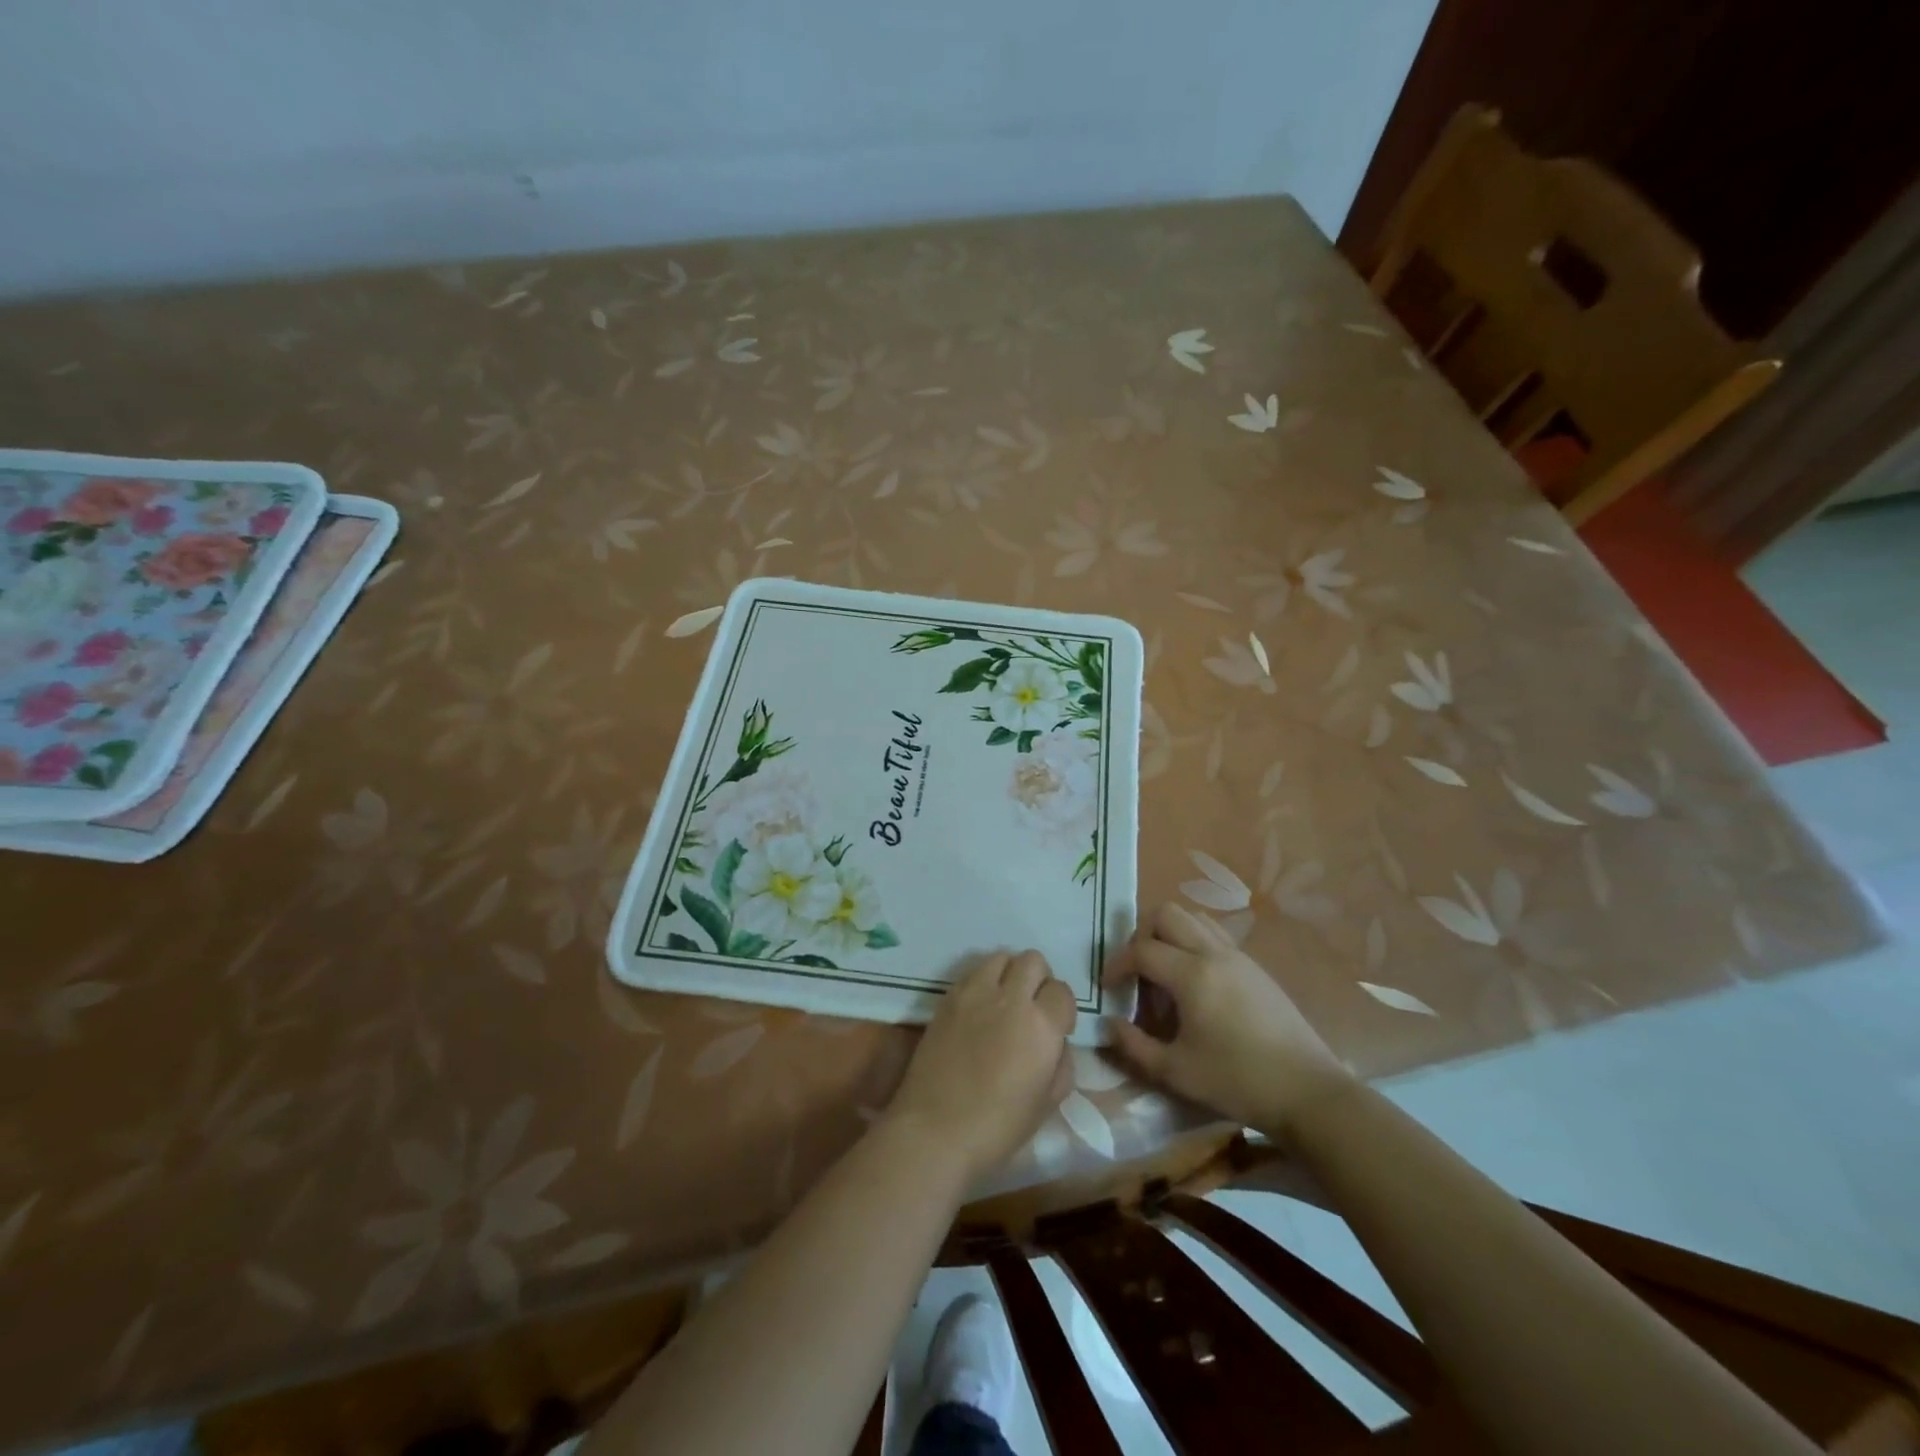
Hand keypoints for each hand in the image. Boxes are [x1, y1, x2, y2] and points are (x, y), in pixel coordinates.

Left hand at [884, 950, 1074, 1183]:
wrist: (935, 1128)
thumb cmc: (997, 1126)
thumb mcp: (1048, 1103)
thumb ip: (1062, 1062)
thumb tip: (1056, 1041)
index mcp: (1041, 1025)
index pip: (1062, 991)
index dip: (1062, 1009)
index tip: (1056, 1029)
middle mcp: (1010, 998)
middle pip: (1033, 960)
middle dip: (1039, 980)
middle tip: (1032, 1007)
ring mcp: (976, 993)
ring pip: (1002, 956)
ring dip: (1010, 973)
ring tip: (1004, 1000)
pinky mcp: (948, 996)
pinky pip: (973, 971)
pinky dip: (983, 980)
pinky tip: (979, 1008)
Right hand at [1104, 902, 1352, 1136]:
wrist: (1309, 1092)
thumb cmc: (1237, 1082)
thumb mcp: (1176, 1072)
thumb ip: (1134, 1046)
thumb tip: (1109, 1023)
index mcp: (1192, 975)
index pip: (1141, 950)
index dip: (1117, 964)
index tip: (1107, 986)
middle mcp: (1213, 953)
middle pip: (1167, 913)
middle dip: (1142, 935)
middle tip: (1137, 971)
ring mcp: (1238, 956)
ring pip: (1193, 917)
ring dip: (1170, 934)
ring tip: (1164, 972)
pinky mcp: (1255, 967)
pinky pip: (1214, 934)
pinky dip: (1193, 942)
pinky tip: (1195, 982)